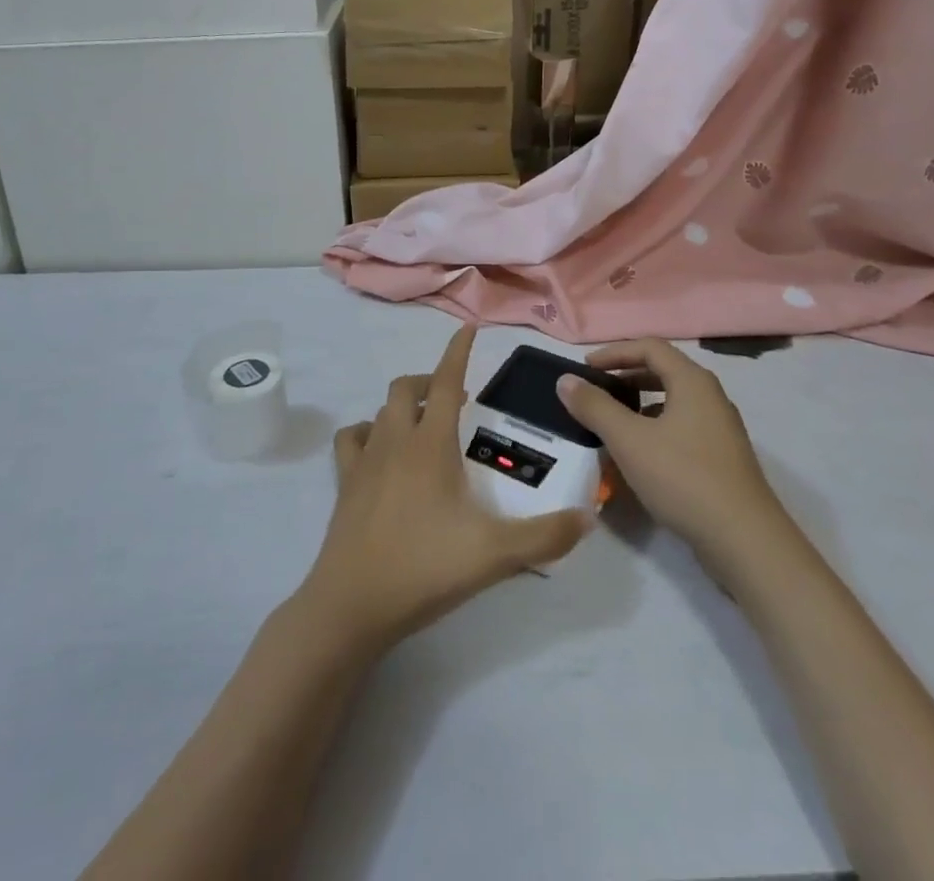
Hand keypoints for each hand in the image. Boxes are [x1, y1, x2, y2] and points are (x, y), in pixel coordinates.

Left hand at [297, 326, 590, 654]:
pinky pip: (351, 440)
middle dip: (431, 380)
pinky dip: (366, 432)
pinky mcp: (344, 482)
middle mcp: (395, 440)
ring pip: (380, 410)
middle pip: (407, 387)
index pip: (448, 382)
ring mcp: (364, 459)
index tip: (468, 328)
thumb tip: (588, 517)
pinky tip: (380, 450)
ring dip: (402, 405)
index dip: (458, 352)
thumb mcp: (495, 555)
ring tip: (424, 423)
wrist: (352, 604)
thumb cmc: (425, 568)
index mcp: (430, 444)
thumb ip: (546, 536)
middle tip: (456, 397)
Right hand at [557, 339, 781, 565]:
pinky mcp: (723, 459)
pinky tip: (639, 457)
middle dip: (626, 377)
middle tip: (596, 393)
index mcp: (692, 381)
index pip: (650, 347)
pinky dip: (655, 430)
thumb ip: (595, 407)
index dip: (614, 353)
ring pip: (673, 403)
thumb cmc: (683, 478)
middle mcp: (711, 397)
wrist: (745, 541)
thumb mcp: (629, 440)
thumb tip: (565, 380)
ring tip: (612, 425)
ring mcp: (720, 429)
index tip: (586, 369)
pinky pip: (682, 428)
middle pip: (663, 372)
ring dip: (639, 406)